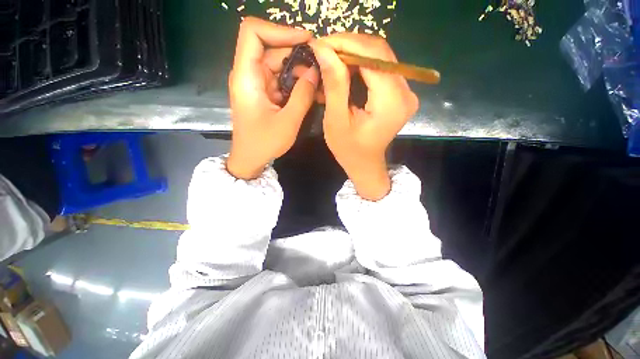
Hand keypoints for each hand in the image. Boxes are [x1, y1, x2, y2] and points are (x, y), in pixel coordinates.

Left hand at [227, 17, 319, 179]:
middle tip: (320, 66)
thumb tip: (315, 73)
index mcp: (247, 77)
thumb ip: (302, 96)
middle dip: (297, 54)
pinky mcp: (264, 93)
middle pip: (271, 49)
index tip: (306, 41)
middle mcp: (249, 75)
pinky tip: (309, 90)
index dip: (279, 30)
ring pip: (278, 64)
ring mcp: (256, 84)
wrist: (250, 159)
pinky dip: (295, 82)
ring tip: (318, 81)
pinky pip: (280, 79)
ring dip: (299, 70)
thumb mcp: (287, 122)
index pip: (253, 33)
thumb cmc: (264, 143)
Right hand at [310, 34, 418, 200]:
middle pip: (379, 52)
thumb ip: (334, 85)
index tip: (321, 43)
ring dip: (354, 53)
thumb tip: (323, 49)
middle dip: (349, 46)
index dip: (346, 44)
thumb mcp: (336, 121)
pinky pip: (381, 68)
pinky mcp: (400, 93)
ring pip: (380, 57)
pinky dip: (361, 64)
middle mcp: (406, 92)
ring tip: (331, 58)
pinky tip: (345, 67)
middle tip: (324, 49)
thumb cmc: (349, 150)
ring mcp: (406, 91)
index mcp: (391, 102)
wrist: (366, 164)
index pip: (373, 56)